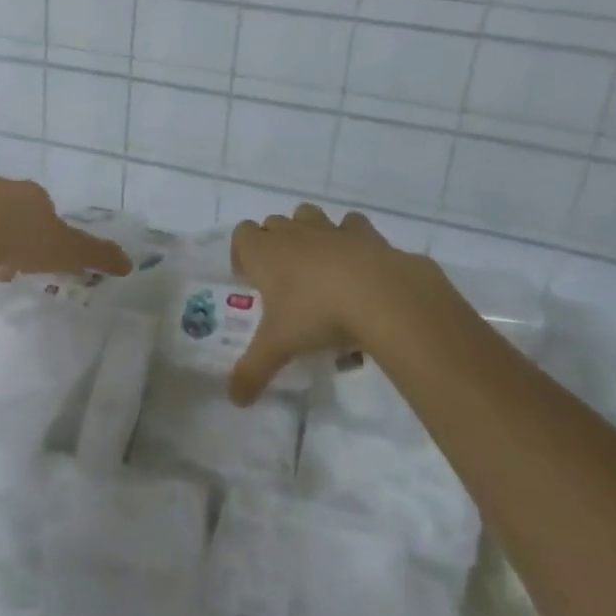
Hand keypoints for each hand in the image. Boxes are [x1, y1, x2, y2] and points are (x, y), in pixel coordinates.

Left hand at [0, 178, 131, 282]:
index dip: (43, 235)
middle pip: (10, 211)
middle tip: (10, 267)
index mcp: (32, 194)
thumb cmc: (23, 241)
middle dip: (12, 235)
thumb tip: (129, 263)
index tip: (38, 260)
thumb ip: (98, 255)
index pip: (43, 209)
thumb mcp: (68, 251)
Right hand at [226, 204, 436, 403]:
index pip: (242, 234)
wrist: (381, 295)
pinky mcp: (366, 234)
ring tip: (319, 269)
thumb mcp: (279, 348)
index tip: (251, 280)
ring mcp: (330, 229)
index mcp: (265, 253)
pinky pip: (352, 226)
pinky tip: (358, 268)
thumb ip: (252, 372)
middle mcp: (294, 233)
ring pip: (309, 215)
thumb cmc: (316, 314)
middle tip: (285, 282)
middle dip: (275, 245)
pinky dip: (351, 240)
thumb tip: (235, 400)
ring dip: (308, 234)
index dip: (243, 253)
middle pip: (274, 224)